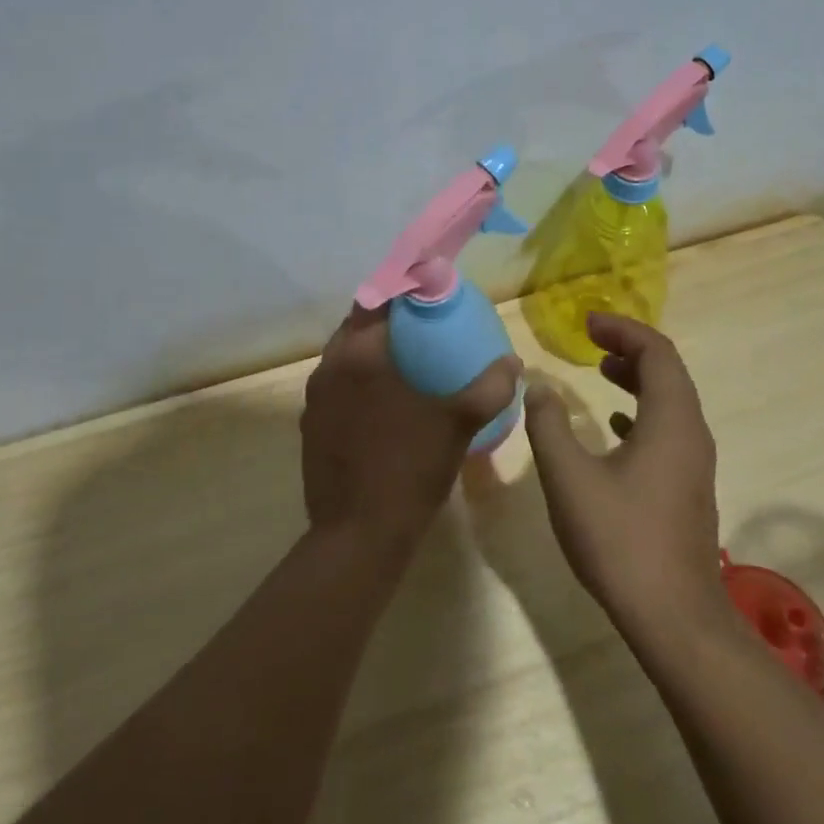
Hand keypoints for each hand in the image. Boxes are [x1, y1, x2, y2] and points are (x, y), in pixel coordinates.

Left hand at [302, 306, 522, 539]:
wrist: (358, 533)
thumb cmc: (409, 467)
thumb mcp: (458, 423)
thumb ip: (490, 387)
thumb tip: (513, 362)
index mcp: (359, 354)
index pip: (376, 299)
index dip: (402, 290)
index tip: (427, 293)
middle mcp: (328, 368)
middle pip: (356, 326)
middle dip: (386, 321)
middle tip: (422, 328)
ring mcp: (314, 399)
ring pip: (343, 358)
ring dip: (370, 353)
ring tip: (406, 364)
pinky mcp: (310, 427)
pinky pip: (337, 389)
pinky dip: (358, 384)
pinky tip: (384, 406)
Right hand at [523, 313, 723, 625]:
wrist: (672, 616)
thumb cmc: (619, 539)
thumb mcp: (569, 477)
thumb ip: (548, 425)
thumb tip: (538, 387)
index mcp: (671, 421)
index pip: (656, 352)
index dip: (622, 329)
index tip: (587, 323)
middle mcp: (692, 434)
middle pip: (668, 372)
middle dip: (630, 348)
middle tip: (591, 340)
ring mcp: (695, 463)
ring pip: (671, 402)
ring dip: (638, 379)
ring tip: (601, 370)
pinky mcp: (688, 488)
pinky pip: (669, 430)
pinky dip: (642, 412)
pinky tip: (615, 426)